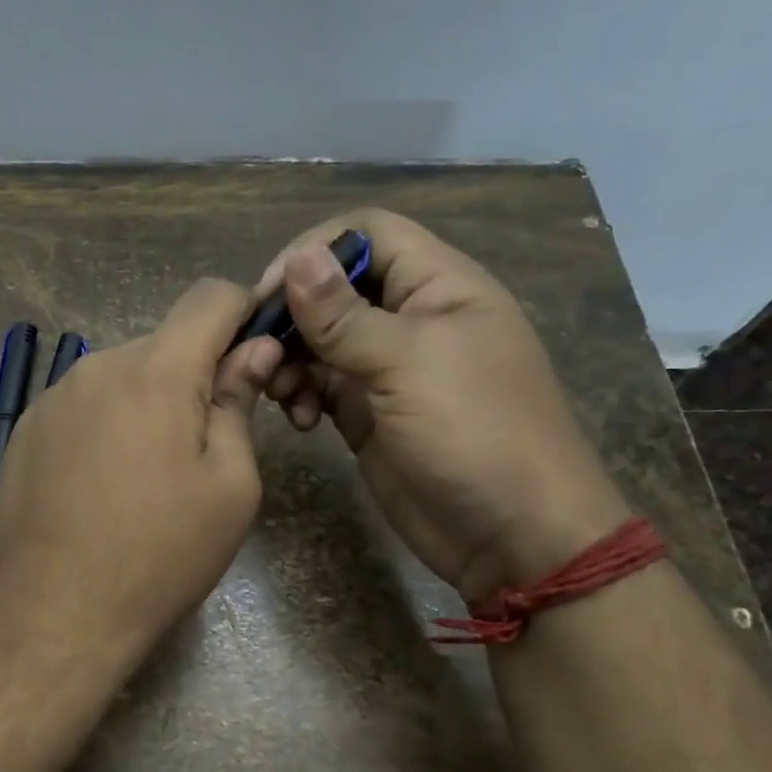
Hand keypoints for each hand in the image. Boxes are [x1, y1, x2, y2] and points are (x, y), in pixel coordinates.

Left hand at [0, 280, 281, 663]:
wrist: (55, 612)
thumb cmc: (160, 554)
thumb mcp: (230, 486)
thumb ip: (239, 404)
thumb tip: (254, 350)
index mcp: (156, 371)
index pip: (210, 296)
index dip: (244, 312)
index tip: (256, 357)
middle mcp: (98, 366)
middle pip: (165, 343)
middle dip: (194, 376)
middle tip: (204, 445)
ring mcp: (54, 397)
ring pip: (123, 376)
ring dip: (148, 403)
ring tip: (148, 477)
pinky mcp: (27, 429)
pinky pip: (84, 406)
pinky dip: (107, 426)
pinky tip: (102, 487)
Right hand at [262, 210, 629, 600]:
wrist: (511, 536)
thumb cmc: (474, 433)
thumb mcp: (408, 364)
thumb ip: (344, 315)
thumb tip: (295, 257)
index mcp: (439, 286)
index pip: (368, 234)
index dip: (316, 250)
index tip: (270, 290)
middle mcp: (410, 318)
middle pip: (335, 287)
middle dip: (293, 313)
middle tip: (259, 347)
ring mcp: (387, 368)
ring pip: (320, 339)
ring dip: (291, 358)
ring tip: (280, 390)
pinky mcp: (367, 412)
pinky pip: (320, 385)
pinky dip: (300, 394)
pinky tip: (297, 419)